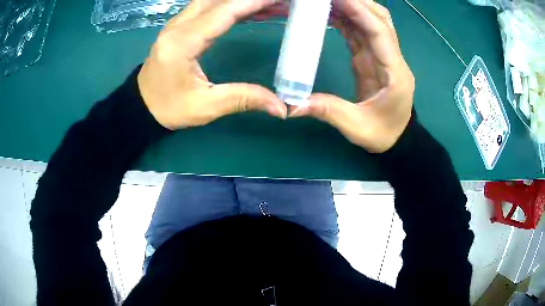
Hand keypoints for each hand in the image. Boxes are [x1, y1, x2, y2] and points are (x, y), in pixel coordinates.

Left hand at [138, 0, 287, 129]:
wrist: (141, 105)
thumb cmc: (168, 108)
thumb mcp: (205, 107)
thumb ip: (243, 99)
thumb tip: (280, 108)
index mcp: (183, 43)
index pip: (223, 12)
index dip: (253, 2)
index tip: (279, 0)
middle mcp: (178, 26)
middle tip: (280, 3)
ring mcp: (177, 23)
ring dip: (242, 0)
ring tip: (272, 6)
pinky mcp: (180, 25)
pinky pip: (208, 6)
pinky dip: (231, 5)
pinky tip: (250, 11)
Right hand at [291, 0, 414, 152]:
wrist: (397, 140)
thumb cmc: (383, 134)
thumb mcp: (356, 127)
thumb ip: (327, 111)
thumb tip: (292, 105)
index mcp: (395, 72)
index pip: (379, 32)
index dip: (360, 11)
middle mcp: (392, 58)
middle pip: (379, 19)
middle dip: (357, 3)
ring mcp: (382, 56)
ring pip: (370, 22)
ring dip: (352, 8)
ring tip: (326, 2)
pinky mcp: (371, 59)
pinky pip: (360, 33)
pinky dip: (347, 20)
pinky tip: (330, 14)